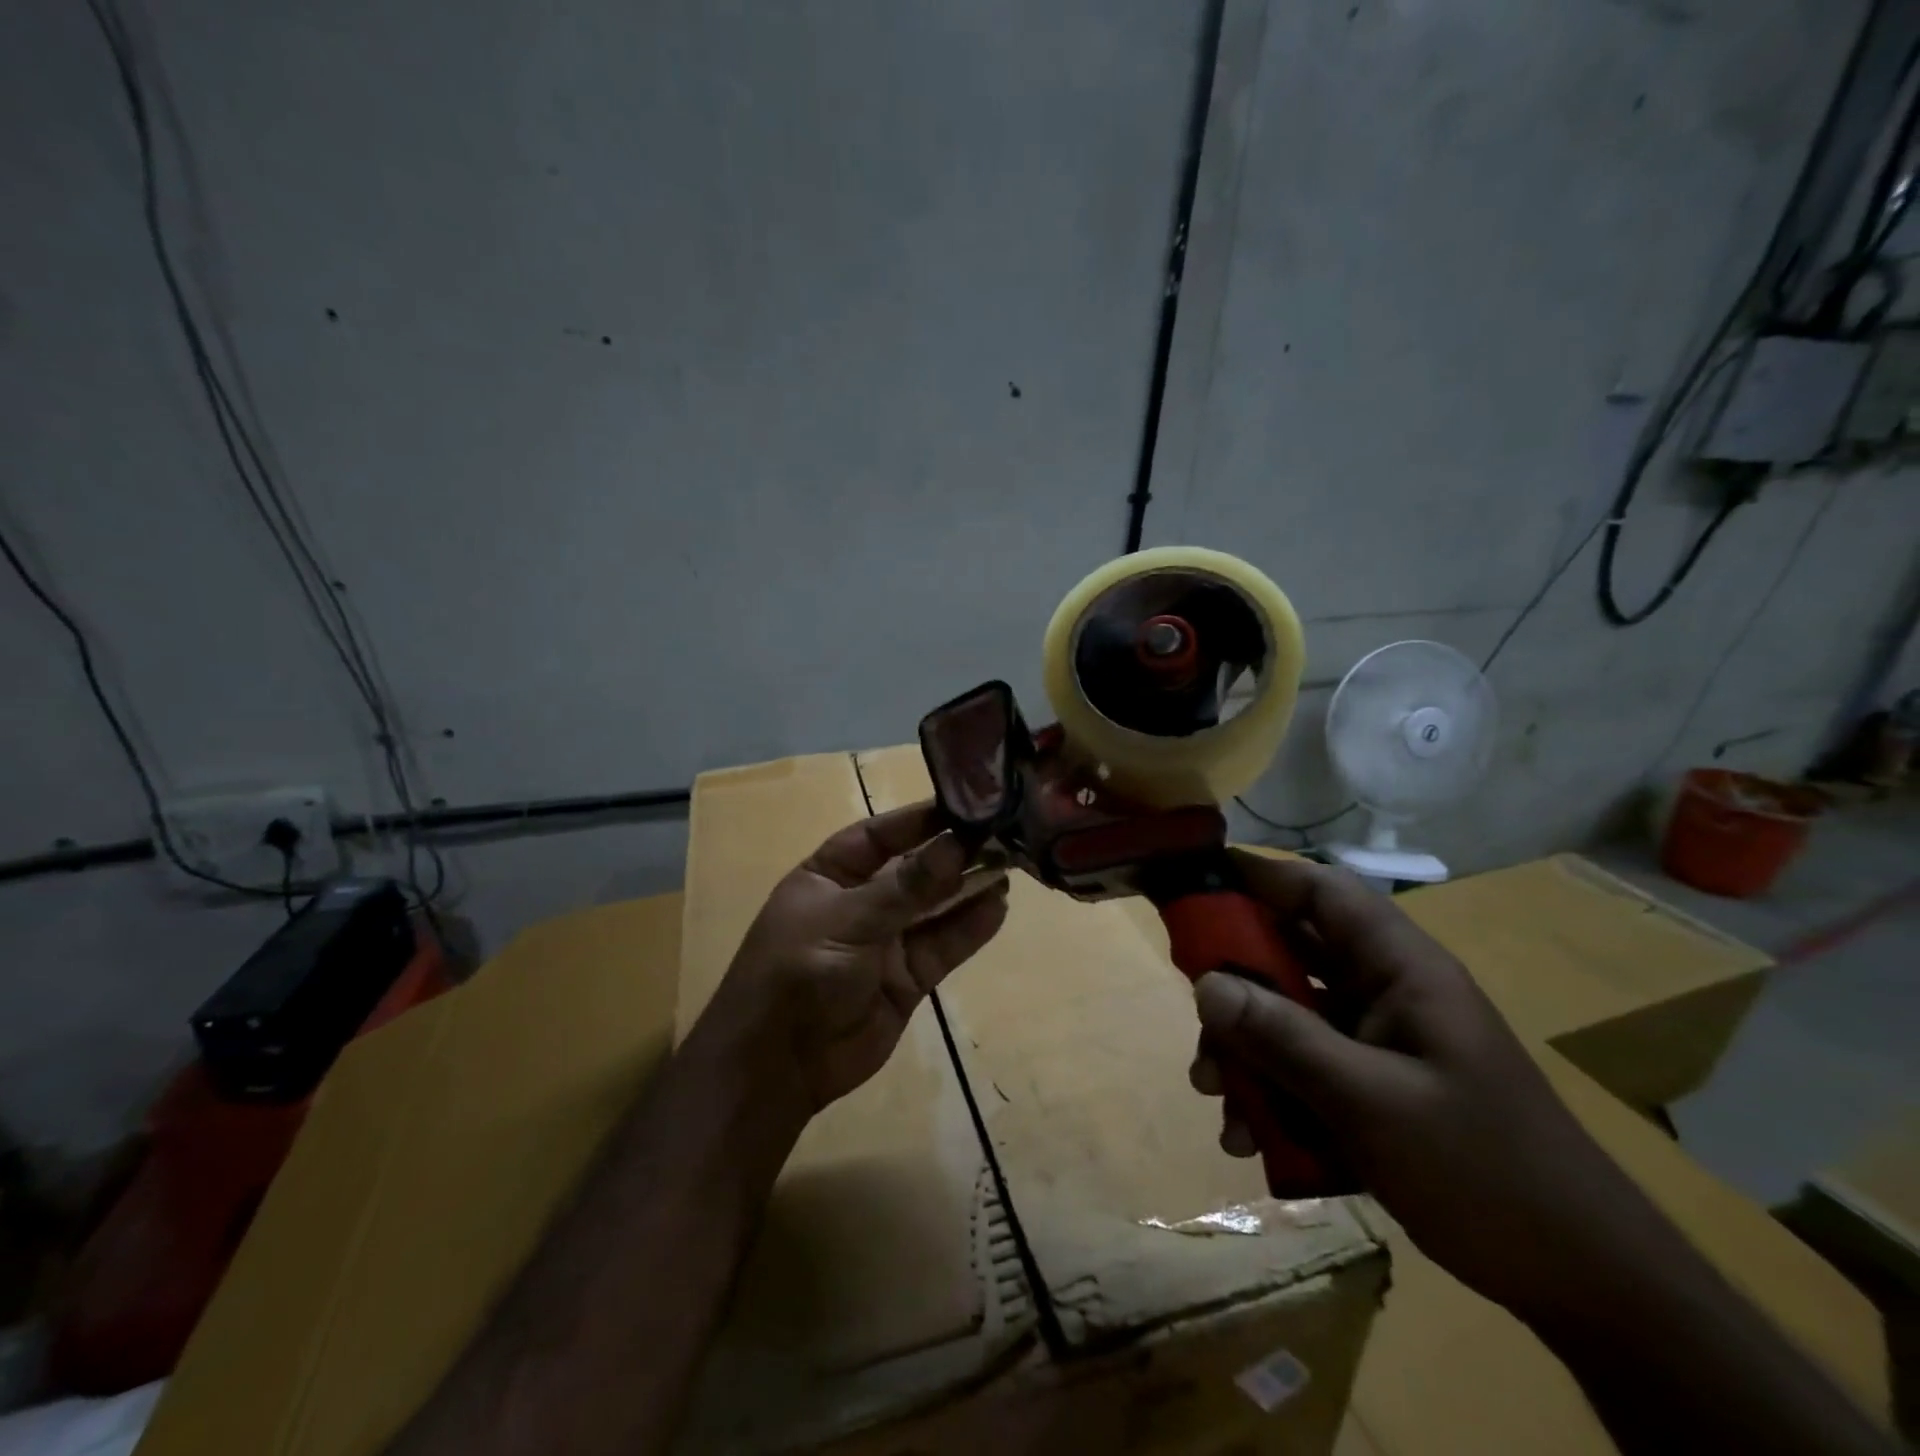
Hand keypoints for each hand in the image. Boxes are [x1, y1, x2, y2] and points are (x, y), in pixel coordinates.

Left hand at [713, 802, 1008, 1113]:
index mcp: (830, 875)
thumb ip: (905, 887)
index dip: (919, 819)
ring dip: (969, 887)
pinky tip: (999, 907)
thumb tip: (955, 845)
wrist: (779, 1066)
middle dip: (953, 853)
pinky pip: (944, 945)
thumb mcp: (848, 921)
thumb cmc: (799, 972)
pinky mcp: (908, 977)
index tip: (965, 804)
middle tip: (1001, 833)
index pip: (879, 835)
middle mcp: (861, 901)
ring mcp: (886, 940)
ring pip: (935, 907)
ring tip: (1010, 864)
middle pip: (914, 869)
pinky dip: (971, 927)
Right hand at [1189, 852, 1647, 1319]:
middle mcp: (1385, 991)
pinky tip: (1252, 1142)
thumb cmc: (1485, 1172)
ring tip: (1219, 1103)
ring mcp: (1379, 1040)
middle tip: (1196, 1024)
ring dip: (1246, 1052)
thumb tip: (1205, 986)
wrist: (1587, 1285)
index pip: (1322, 891)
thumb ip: (1284, 1039)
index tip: (1193, 884)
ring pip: (1288, 1015)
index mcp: (1401, 969)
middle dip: (1234, 988)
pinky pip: (1303, 1067)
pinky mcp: (1374, 1085)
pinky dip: (1271, 1093)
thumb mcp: (1371, 1103)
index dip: (1259, 876)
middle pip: (1290, 954)